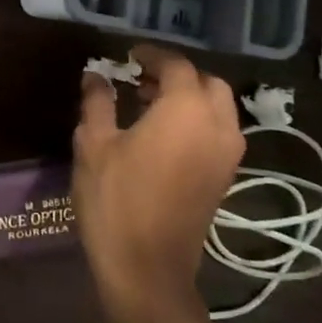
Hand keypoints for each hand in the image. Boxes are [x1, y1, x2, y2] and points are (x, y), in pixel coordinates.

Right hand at [73, 45, 243, 304]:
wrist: (147, 267)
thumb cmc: (115, 199)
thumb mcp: (94, 144)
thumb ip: (98, 102)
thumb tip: (97, 76)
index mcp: (186, 110)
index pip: (176, 65)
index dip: (152, 55)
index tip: (128, 55)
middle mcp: (217, 125)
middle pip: (207, 83)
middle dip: (177, 75)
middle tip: (141, 78)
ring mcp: (227, 154)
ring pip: (218, 108)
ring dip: (189, 97)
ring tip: (149, 104)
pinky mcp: (225, 177)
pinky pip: (218, 132)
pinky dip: (197, 120)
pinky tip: (162, 133)